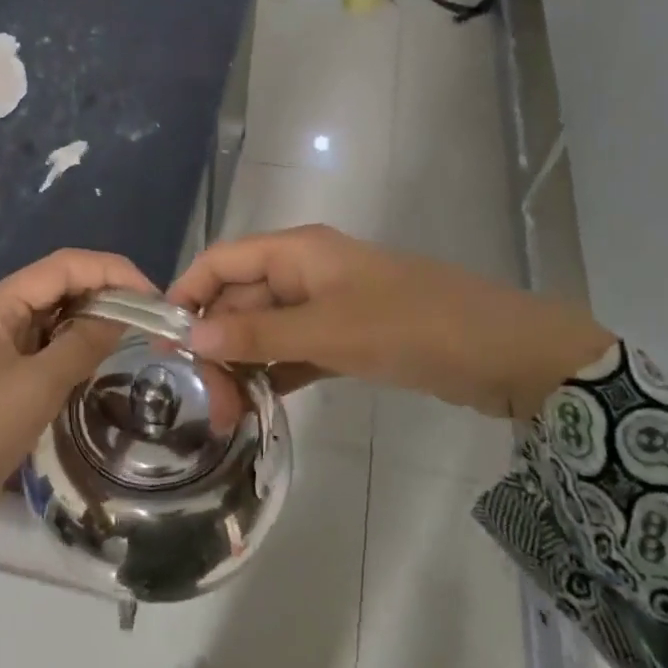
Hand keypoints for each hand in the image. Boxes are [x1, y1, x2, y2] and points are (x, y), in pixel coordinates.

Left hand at [0, 249, 155, 560]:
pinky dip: (72, 353)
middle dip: (104, 296)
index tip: (154, 297)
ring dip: (89, 325)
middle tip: (150, 323)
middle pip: (57, 289)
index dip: (112, 272)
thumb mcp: (38, 385)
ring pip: (52, 322)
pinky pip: (43, 353)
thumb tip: (121, 316)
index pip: (63, 266)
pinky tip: (96, 366)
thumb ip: (83, 344)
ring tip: (131, 341)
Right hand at [167, 225, 614, 418]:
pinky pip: (296, 350)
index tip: (162, 342)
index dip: (188, 293)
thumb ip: (259, 335)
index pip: (222, 261)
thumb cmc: (411, 326)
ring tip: (230, 415)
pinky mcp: (348, 336)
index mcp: (298, 251)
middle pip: (241, 300)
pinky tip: (262, 403)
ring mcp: (328, 304)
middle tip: (210, 404)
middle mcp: (306, 271)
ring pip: (267, 329)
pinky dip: (277, 372)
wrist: (505, 353)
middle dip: (218, 345)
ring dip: (245, 364)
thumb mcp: (329, 331)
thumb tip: (192, 336)